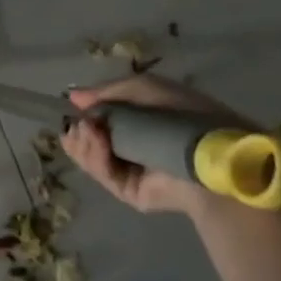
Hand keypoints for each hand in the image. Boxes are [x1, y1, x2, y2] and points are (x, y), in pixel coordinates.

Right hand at [61, 73, 246, 215]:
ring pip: (89, 158)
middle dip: (78, 132)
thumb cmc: (181, 114)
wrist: (209, 153)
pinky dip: (94, 157)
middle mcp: (130, 147)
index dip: (81, 115)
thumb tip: (72, 96)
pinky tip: (97, 142)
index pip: (98, 121)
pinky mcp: (128, 192)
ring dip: (83, 143)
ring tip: (88, 131)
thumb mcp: (144, 89)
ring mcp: (128, 172)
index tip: (71, 110)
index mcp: (137, 123)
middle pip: (87, 142)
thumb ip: (106, 92)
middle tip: (77, 125)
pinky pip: (102, 174)